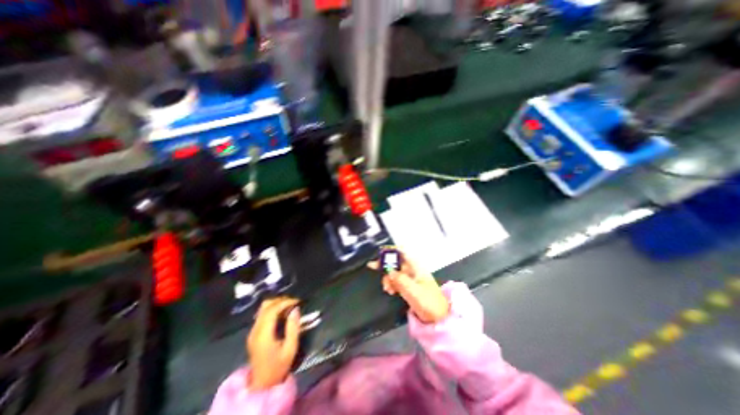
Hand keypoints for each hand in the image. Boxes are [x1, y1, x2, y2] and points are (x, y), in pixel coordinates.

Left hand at [245, 296, 298, 390]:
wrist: (263, 383)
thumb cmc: (279, 366)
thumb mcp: (290, 348)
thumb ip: (293, 327)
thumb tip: (295, 309)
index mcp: (263, 335)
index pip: (272, 310)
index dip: (285, 302)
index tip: (297, 301)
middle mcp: (255, 330)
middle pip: (266, 306)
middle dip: (281, 300)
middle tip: (294, 303)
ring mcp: (253, 331)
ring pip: (263, 308)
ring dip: (276, 303)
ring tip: (289, 306)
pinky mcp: (253, 332)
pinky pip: (262, 314)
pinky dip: (273, 309)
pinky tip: (282, 313)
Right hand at [367, 251, 446, 325]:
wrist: (439, 318)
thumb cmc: (429, 303)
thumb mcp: (414, 291)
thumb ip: (400, 280)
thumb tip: (389, 271)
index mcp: (416, 267)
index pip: (403, 252)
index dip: (392, 250)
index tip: (380, 252)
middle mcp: (412, 270)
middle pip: (396, 262)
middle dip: (385, 266)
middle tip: (372, 266)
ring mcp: (410, 278)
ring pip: (394, 272)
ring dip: (388, 278)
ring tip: (387, 289)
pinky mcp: (408, 286)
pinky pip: (396, 281)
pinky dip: (391, 284)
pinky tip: (390, 291)